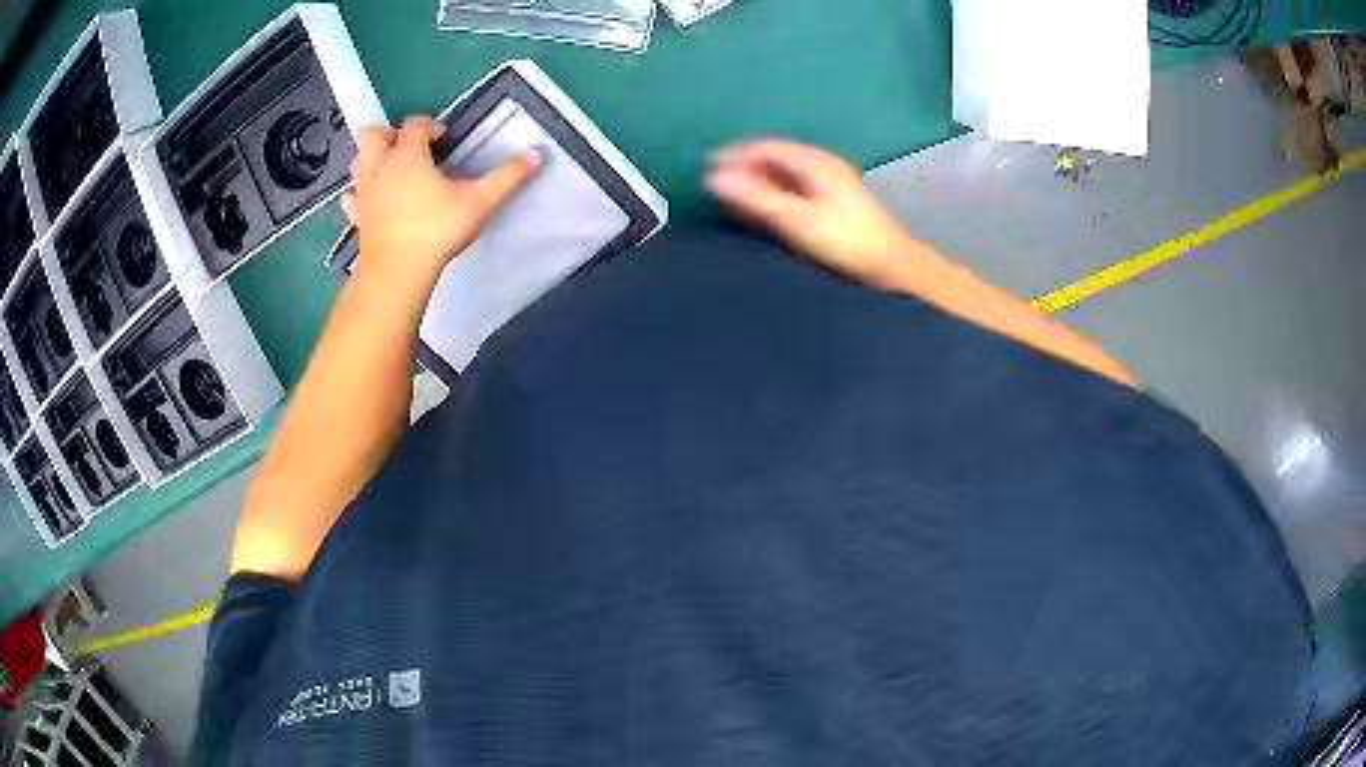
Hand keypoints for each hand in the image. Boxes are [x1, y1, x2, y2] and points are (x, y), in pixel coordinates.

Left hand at [342, 116, 539, 291]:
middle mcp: (381, 167)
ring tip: (390, 168)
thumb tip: (536, 153)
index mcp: (408, 155)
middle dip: (388, 134)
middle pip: (372, 135)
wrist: (397, 272)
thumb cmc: (437, 229)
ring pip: (357, 161)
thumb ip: (508, 176)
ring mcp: (365, 193)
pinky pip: (351, 196)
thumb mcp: (480, 201)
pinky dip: (359, 192)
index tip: (444, 137)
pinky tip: (371, 198)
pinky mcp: (358, 218)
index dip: (429, 125)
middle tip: (407, 147)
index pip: (414, 125)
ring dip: (371, 158)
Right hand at [707, 140, 922, 288]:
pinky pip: (796, 186)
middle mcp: (823, 165)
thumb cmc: (846, 241)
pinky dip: (774, 191)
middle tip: (716, 181)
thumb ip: (756, 198)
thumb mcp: (797, 219)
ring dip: (759, 179)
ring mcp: (831, 183)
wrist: (892, 267)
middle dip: (745, 166)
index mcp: (815, 162)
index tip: (707, 166)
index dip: (735, 154)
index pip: (767, 147)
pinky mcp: (836, 202)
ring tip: (733, 194)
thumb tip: (714, 178)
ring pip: (786, 172)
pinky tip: (765, 207)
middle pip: (776, 157)